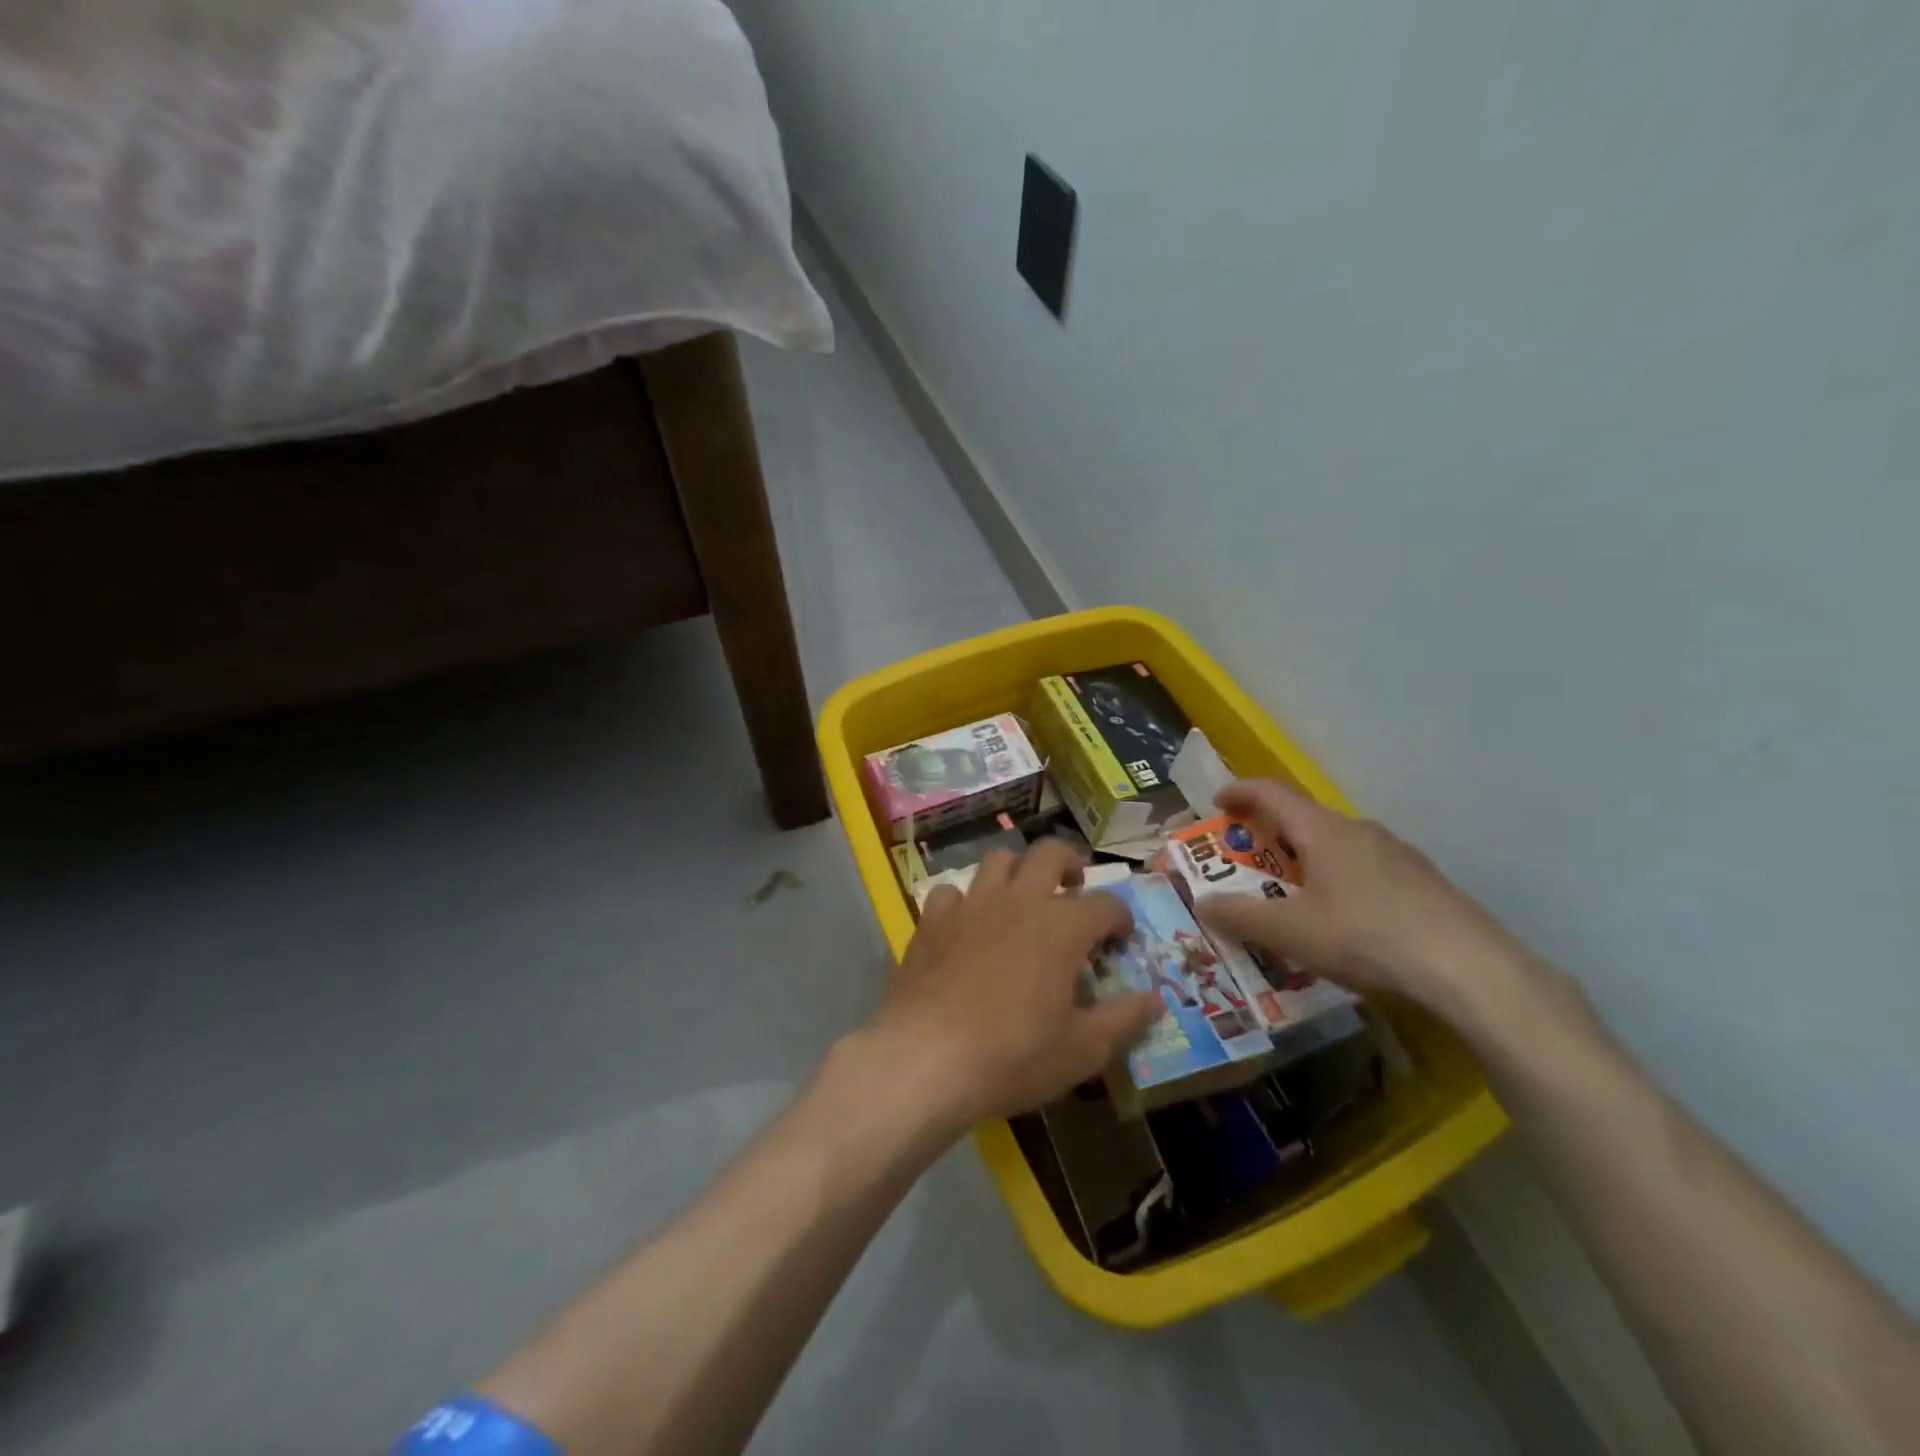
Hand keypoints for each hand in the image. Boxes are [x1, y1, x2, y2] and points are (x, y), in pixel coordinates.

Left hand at [867, 840, 1162, 1128]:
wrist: (926, 1058)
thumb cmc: (1013, 1056)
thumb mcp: (1082, 1050)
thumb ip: (1123, 1019)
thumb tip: (1156, 1000)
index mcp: (1062, 926)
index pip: (1105, 903)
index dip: (1120, 917)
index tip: (1121, 939)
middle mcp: (1019, 900)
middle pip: (1049, 852)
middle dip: (1070, 862)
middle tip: (1075, 886)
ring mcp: (971, 905)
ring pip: (998, 860)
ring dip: (1017, 870)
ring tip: (1023, 896)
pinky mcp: (933, 920)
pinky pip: (951, 892)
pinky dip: (965, 901)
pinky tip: (967, 925)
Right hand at [1195, 779, 1532, 1019]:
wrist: (1471, 970)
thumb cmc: (1367, 937)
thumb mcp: (1291, 932)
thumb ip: (1241, 916)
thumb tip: (1203, 903)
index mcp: (1324, 831)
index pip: (1273, 794)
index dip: (1241, 792)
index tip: (1218, 803)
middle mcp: (1361, 831)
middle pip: (1306, 819)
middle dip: (1272, 834)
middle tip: (1250, 861)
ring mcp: (1400, 855)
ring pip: (1340, 846)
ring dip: (1308, 859)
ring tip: (1296, 895)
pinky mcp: (1425, 884)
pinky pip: (1368, 870)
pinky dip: (1341, 881)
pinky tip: (1347, 921)